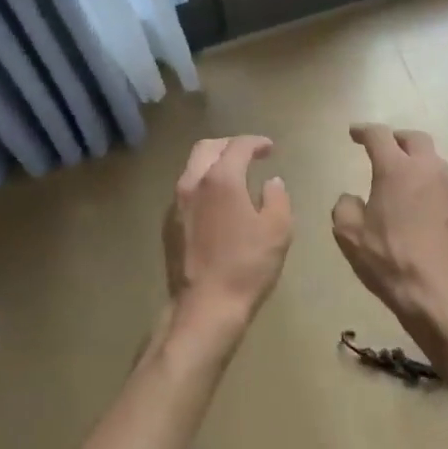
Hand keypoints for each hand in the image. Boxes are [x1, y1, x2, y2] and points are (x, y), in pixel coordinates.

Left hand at [163, 136, 292, 336]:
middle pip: (206, 148)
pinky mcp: (169, 226)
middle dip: (229, 145)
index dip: (256, 143)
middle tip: (249, 154)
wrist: (205, 306)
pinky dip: (203, 186)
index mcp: (221, 179)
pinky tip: (217, 204)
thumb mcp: (278, 229)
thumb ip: (277, 198)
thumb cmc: (247, 265)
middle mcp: (192, 183)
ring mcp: (175, 205)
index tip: (270, 148)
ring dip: (213, 165)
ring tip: (234, 177)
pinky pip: (186, 192)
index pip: (238, 146)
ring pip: (192, 169)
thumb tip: (271, 183)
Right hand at [332, 124, 447, 337]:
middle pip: (414, 139)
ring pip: (432, 160)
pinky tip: (414, 201)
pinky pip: (440, 182)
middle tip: (381, 147)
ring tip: (398, 174)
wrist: (439, 293)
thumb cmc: (389, 260)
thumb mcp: (349, 235)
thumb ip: (345, 206)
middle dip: (396, 138)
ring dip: (414, 159)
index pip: (380, 136)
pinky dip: (425, 181)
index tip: (354, 134)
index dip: (364, 131)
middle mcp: (427, 170)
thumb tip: (352, 198)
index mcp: (397, 170)